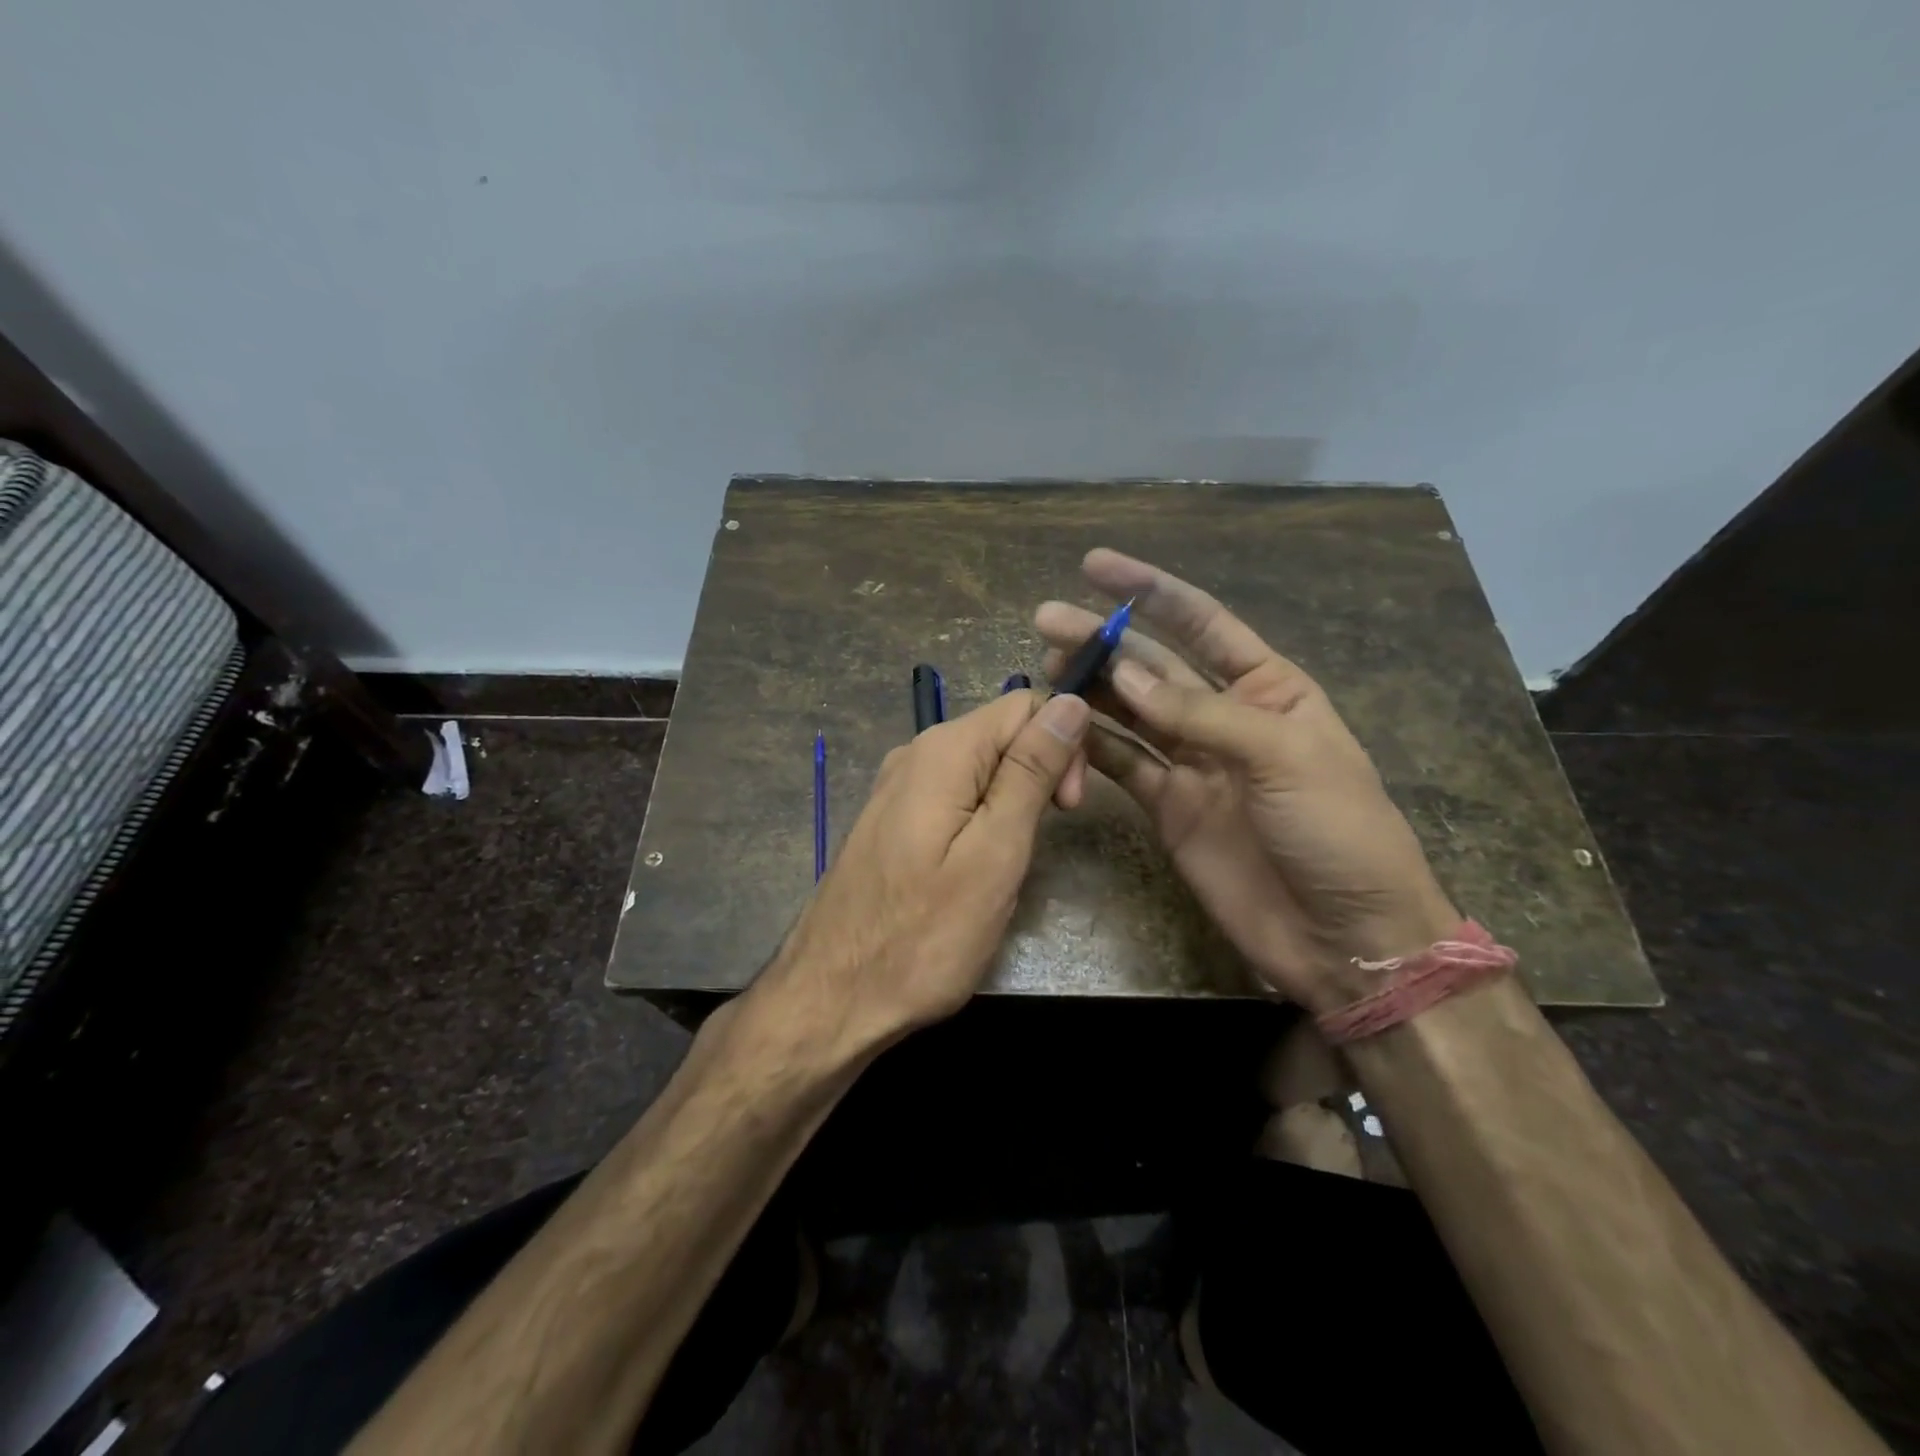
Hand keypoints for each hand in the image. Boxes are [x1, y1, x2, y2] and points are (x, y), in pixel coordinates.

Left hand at [751, 690, 1091, 1063]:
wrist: (833, 998)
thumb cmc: (924, 936)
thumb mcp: (995, 853)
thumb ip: (1031, 772)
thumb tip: (1069, 702)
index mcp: (943, 751)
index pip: (1026, 705)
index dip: (1063, 744)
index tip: (1068, 809)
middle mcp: (915, 753)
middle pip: (1002, 731)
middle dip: (1041, 772)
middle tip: (1041, 842)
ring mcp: (898, 787)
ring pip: (981, 766)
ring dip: (1013, 800)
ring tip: (1008, 863)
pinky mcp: (892, 819)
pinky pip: (954, 794)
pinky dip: (981, 818)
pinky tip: (976, 865)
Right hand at [1035, 549, 1455, 1012]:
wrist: (1343, 936)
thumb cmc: (1337, 831)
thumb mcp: (1284, 756)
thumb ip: (1200, 713)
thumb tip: (1123, 675)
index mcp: (1269, 688)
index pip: (1201, 622)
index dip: (1149, 591)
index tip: (1095, 566)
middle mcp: (1224, 716)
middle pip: (1152, 666)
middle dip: (1102, 640)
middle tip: (1047, 620)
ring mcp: (1192, 763)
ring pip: (1128, 713)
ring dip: (1089, 689)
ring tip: (1045, 670)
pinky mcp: (1167, 807)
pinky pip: (1122, 765)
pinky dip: (1091, 748)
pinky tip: (1060, 730)